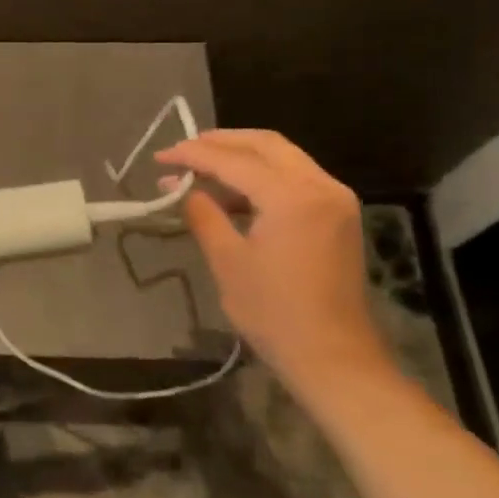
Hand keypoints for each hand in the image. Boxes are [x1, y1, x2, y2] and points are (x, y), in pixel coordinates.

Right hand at [155, 129, 384, 383]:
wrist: (333, 356)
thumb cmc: (274, 312)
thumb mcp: (227, 261)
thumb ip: (203, 214)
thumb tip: (181, 187)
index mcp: (292, 197)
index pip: (234, 160)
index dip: (193, 154)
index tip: (160, 156)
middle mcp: (321, 186)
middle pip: (266, 144)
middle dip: (221, 142)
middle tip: (183, 150)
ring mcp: (335, 199)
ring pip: (283, 158)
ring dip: (242, 157)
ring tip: (201, 168)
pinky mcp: (338, 215)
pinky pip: (296, 178)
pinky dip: (262, 176)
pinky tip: (232, 192)